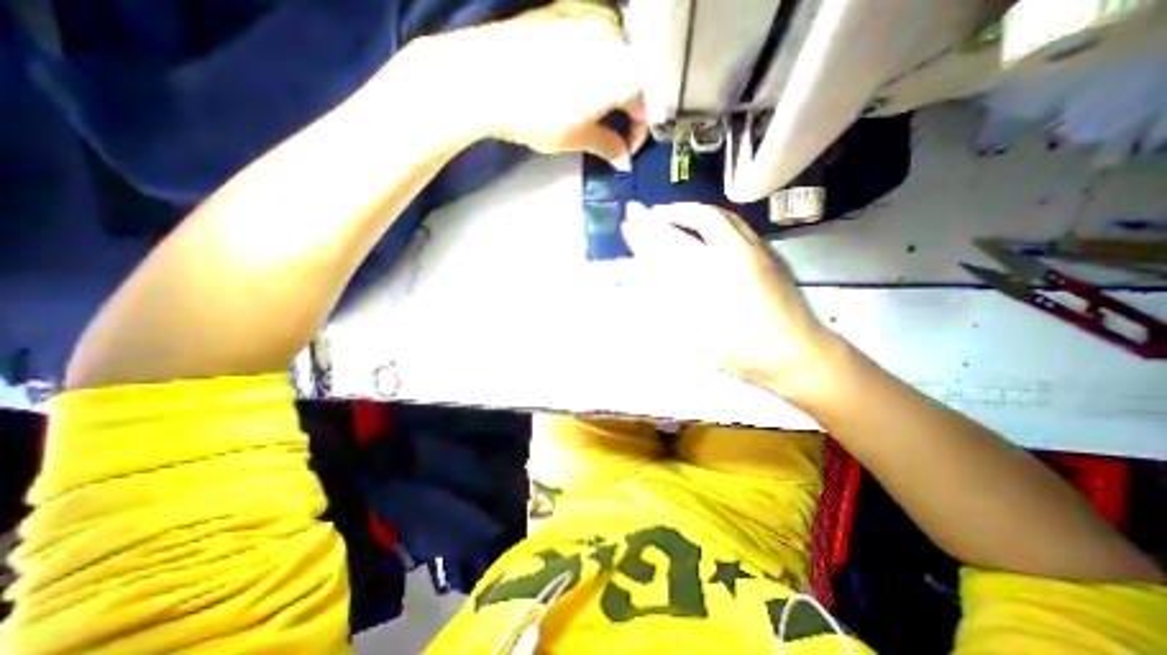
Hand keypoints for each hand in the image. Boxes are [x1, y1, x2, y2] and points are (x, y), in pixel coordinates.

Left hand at [428, 0, 646, 171]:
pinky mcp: (569, 8)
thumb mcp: (577, 137)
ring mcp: (593, 16)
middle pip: (637, 79)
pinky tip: (585, 76)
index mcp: (625, 72)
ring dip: (617, 84)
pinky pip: (599, 35)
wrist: (485, 78)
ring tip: (600, 106)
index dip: (638, 134)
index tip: (625, 151)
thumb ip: (608, 147)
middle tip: (614, 131)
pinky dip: (600, 60)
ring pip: (621, 55)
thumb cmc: (538, 114)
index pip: (646, 109)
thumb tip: (624, 160)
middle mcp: (617, 37)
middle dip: (629, 109)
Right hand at [625, 201, 844, 402]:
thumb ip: (671, 305)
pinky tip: (708, 231)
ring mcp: (758, 251)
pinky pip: (737, 226)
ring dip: (695, 212)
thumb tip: (646, 283)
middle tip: (651, 211)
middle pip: (702, 218)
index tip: (631, 220)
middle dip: (673, 212)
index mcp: (719, 272)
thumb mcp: (700, 334)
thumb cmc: (745, 350)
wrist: (800, 353)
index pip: (676, 241)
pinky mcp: (771, 256)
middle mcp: (739, 252)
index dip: (650, 229)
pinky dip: (715, 221)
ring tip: (676, 214)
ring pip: (724, 218)